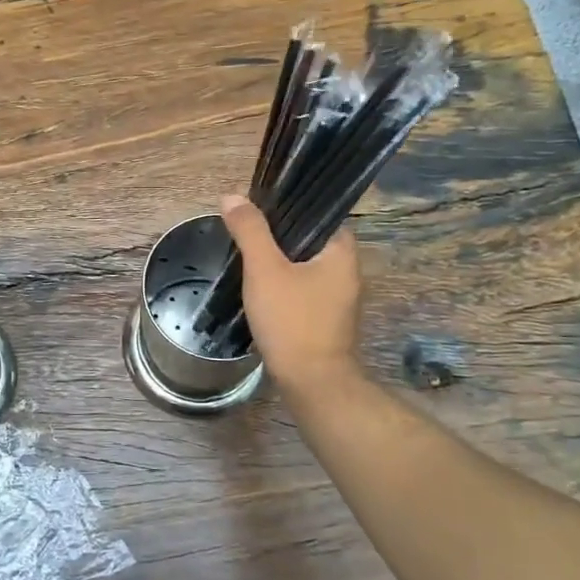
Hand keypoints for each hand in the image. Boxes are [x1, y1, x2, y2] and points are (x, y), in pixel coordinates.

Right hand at [219, 193, 362, 395]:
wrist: (311, 382)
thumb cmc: (292, 320)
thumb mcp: (265, 270)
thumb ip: (250, 231)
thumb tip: (232, 197)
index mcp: (342, 251)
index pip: (319, 212)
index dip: (289, 204)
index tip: (259, 204)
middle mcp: (347, 270)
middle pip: (309, 238)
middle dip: (278, 234)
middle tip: (245, 229)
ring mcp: (339, 297)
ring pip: (304, 264)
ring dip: (279, 260)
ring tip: (246, 253)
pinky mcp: (326, 317)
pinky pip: (303, 287)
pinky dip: (283, 283)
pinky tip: (259, 286)